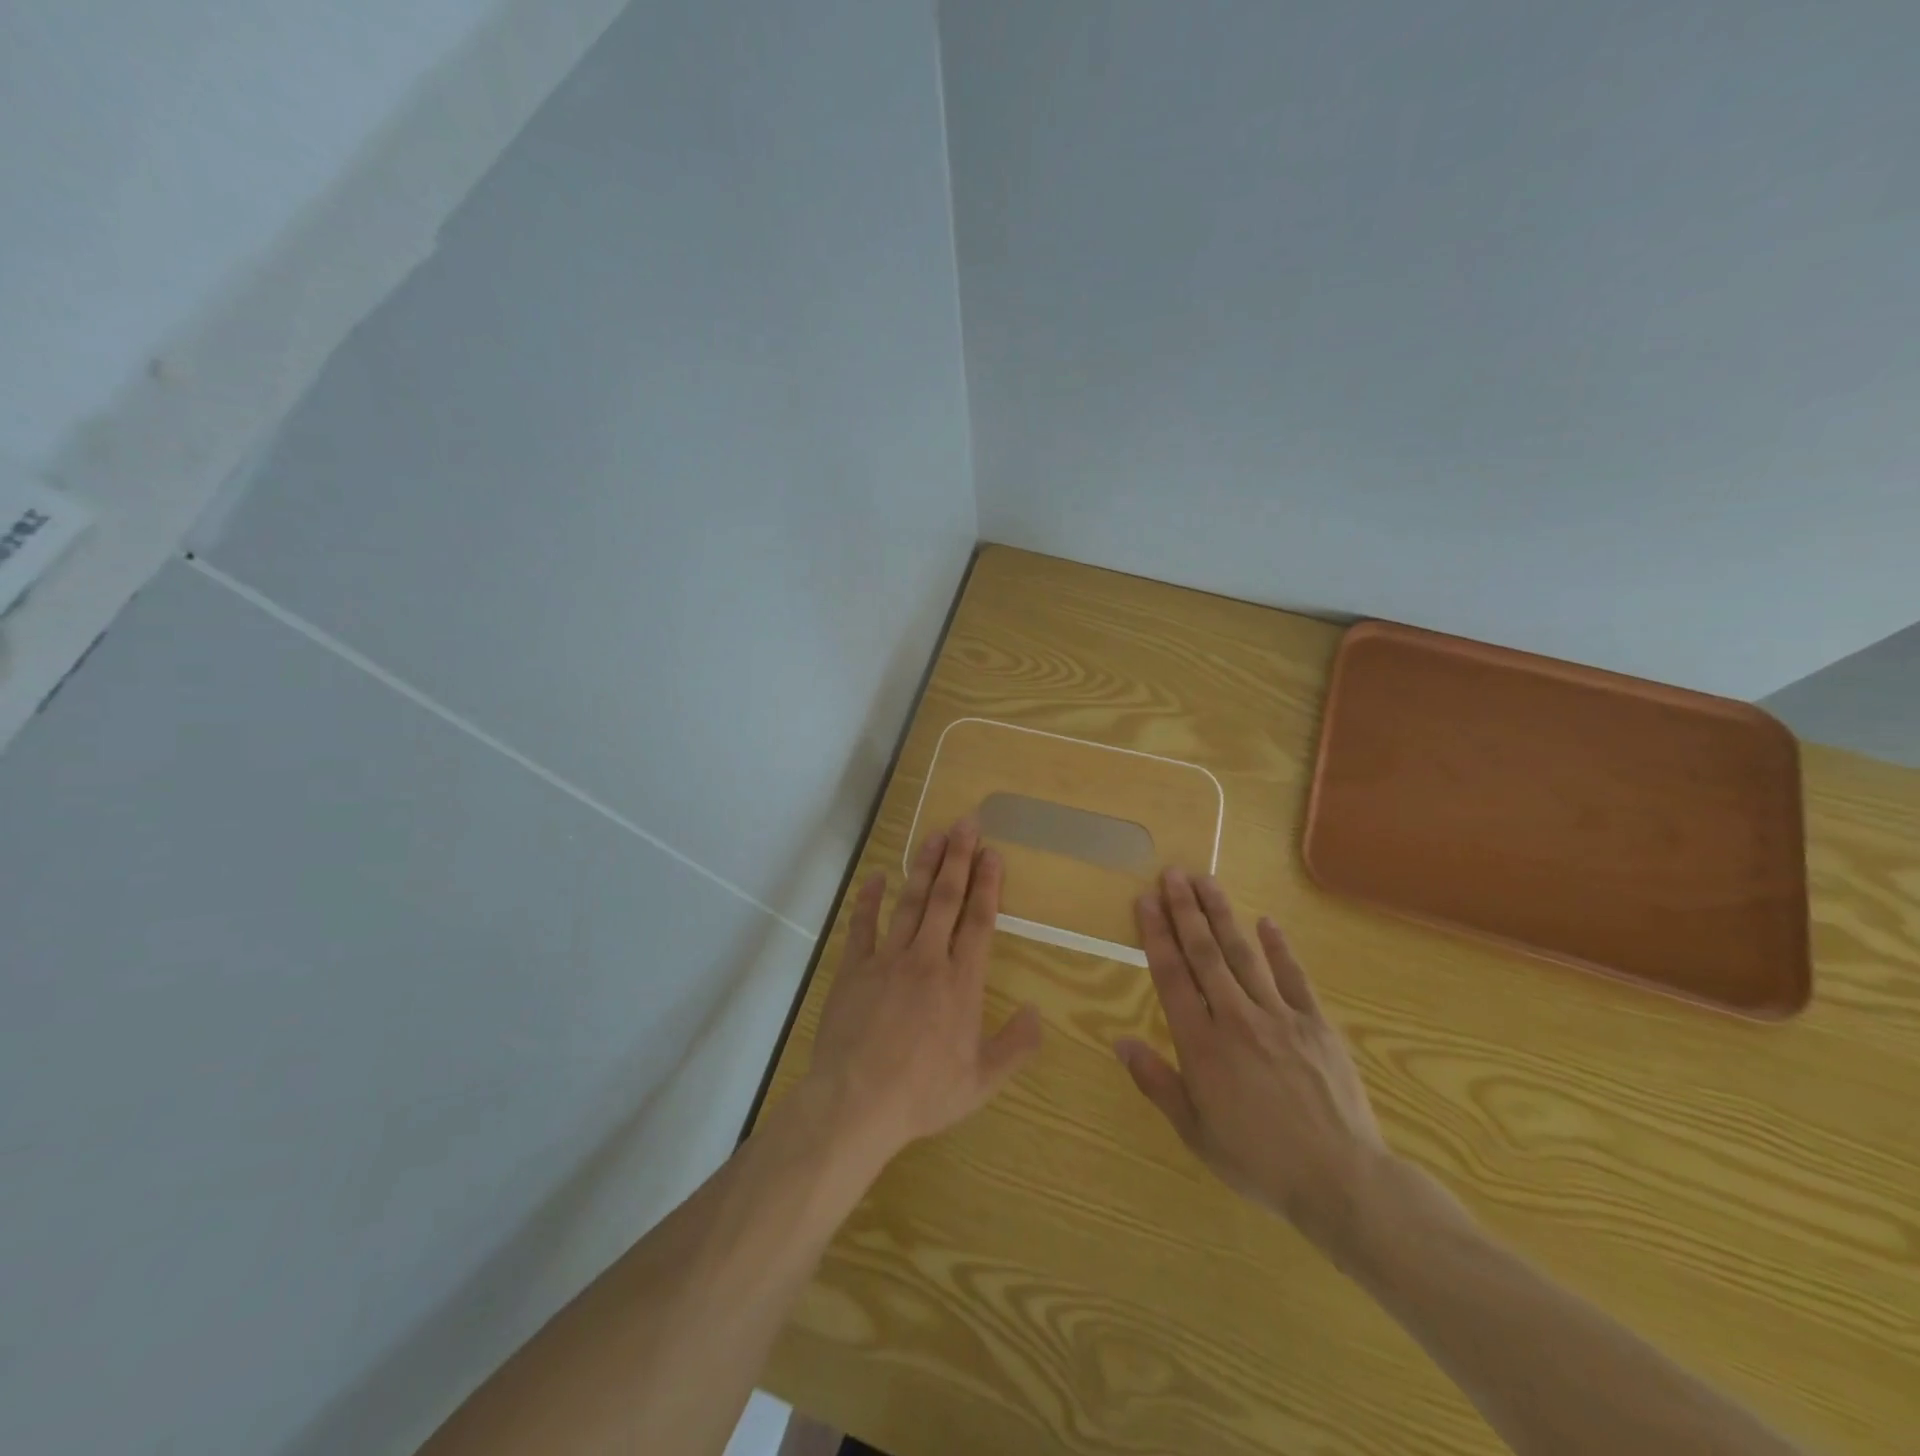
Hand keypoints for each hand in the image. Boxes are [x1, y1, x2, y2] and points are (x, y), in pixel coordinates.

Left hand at [805, 818, 1042, 1168]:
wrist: (856, 1103)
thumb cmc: (923, 1094)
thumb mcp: (981, 1081)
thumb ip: (1015, 1045)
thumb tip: (1037, 1011)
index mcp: (961, 983)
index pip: (979, 922)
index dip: (988, 884)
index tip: (993, 853)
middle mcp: (927, 960)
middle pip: (946, 899)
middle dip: (958, 858)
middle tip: (966, 823)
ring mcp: (887, 960)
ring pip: (910, 903)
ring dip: (924, 868)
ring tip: (934, 837)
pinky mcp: (854, 969)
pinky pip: (862, 925)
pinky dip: (870, 899)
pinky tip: (877, 876)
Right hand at [1117, 869, 1389, 1252]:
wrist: (1342, 1181)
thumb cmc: (1259, 1161)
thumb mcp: (1196, 1132)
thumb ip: (1157, 1082)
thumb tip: (1121, 1041)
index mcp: (1202, 1044)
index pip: (1171, 976)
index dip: (1156, 934)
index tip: (1145, 901)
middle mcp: (1235, 1017)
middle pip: (1204, 953)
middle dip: (1185, 910)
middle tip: (1173, 873)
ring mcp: (1279, 1016)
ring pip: (1243, 953)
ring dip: (1221, 915)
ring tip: (1206, 881)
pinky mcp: (1315, 1023)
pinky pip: (1293, 976)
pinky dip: (1279, 947)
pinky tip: (1266, 922)